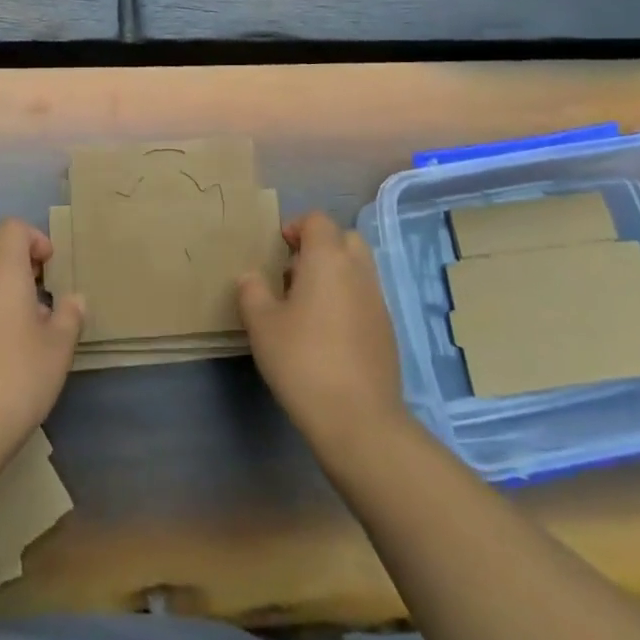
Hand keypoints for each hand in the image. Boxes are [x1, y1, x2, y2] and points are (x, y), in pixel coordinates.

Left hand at [0, 218, 85, 472]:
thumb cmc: (15, 380)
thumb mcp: (58, 349)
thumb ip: (69, 316)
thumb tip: (74, 299)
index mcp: (2, 272)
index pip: (11, 227)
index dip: (34, 237)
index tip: (51, 266)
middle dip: (12, 249)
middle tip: (36, 280)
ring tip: (25, 315)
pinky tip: (3, 341)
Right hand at [238, 211, 409, 461]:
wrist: (358, 419)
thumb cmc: (303, 361)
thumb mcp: (262, 325)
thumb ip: (252, 292)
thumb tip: (251, 276)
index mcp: (328, 259)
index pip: (318, 221)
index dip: (297, 226)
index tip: (279, 247)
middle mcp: (358, 271)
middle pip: (344, 239)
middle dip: (320, 246)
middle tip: (294, 271)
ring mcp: (378, 301)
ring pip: (358, 269)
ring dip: (335, 273)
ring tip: (307, 304)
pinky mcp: (387, 330)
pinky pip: (365, 297)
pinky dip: (347, 300)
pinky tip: (327, 333)